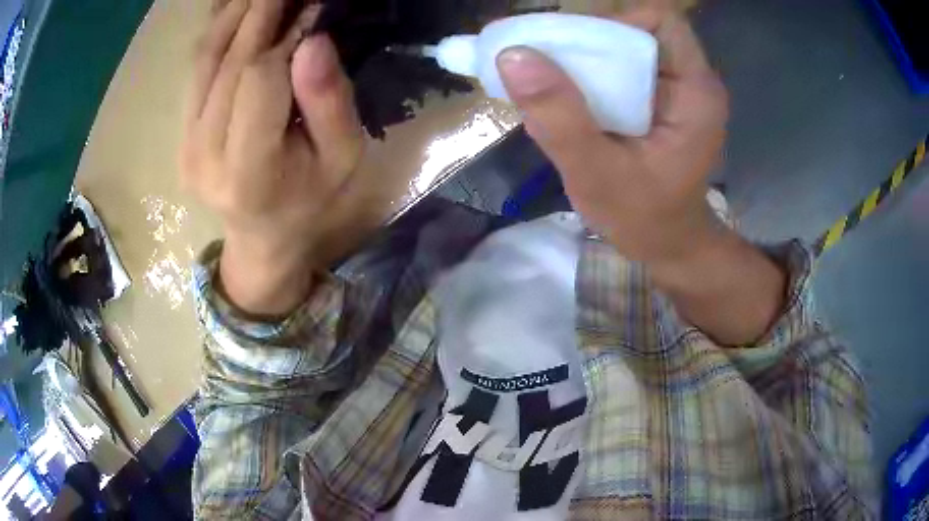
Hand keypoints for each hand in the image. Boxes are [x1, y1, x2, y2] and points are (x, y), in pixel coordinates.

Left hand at [181, 0, 367, 315]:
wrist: (263, 236)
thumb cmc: (312, 200)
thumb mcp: (342, 159)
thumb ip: (329, 102)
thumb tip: (312, 39)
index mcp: (250, 171)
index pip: (258, 79)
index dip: (285, 37)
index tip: (312, 8)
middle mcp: (205, 156)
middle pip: (227, 63)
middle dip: (258, 13)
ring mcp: (186, 145)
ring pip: (205, 61)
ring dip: (233, 15)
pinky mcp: (181, 135)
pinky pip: (196, 71)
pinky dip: (216, 33)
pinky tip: (235, 10)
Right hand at [496, 8, 727, 265]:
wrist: (669, 245)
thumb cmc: (644, 219)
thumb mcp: (597, 175)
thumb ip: (559, 118)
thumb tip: (512, 56)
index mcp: (695, 92)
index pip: (658, 21)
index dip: (614, 22)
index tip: (574, 50)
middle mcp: (693, 81)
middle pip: (638, 30)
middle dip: (590, 40)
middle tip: (548, 65)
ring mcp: (679, 89)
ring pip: (627, 46)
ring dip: (586, 57)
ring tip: (550, 82)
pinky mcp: (663, 99)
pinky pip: (625, 67)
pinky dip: (592, 73)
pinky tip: (568, 96)